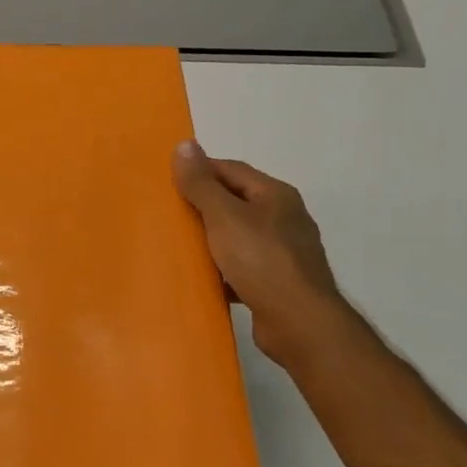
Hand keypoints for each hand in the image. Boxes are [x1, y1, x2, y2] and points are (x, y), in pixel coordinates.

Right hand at [172, 140, 348, 365]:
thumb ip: (201, 183)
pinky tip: (201, 277)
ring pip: (237, 236)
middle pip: (234, 202)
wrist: (299, 322)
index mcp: (275, 195)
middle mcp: (283, 218)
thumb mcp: (224, 216)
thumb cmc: (261, 261)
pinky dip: (221, 269)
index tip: (167, 181)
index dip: (198, 171)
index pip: (230, 170)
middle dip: (201, 206)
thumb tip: (184, 144)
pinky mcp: (277, 282)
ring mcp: (283, 252)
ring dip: (210, 240)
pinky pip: (241, 267)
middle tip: (167, 213)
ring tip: (178, 245)